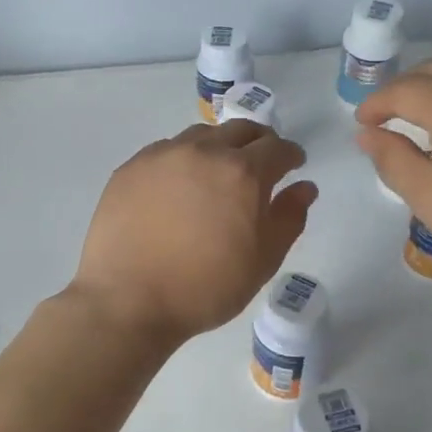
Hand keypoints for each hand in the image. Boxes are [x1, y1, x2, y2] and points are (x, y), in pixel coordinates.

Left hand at [70, 121, 317, 344]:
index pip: (278, 148)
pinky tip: (178, 188)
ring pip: (200, 136)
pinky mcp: (130, 168)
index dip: (291, 155)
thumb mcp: (262, 261)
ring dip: (218, 147)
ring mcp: (162, 156)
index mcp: (243, 173)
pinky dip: (183, 160)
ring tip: (216, 174)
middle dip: (258, 142)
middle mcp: (203, 151)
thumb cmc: (205, 289)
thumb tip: (304, 187)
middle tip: (260, 163)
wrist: (128, 301)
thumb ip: (289, 218)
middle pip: (240, 130)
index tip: (293, 165)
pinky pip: (166, 151)